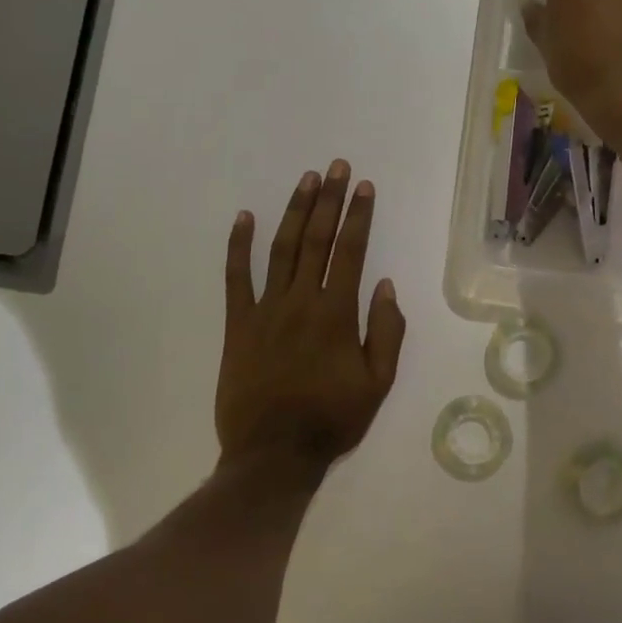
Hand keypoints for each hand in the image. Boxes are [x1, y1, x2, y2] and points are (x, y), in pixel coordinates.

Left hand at [216, 160, 406, 469]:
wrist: (272, 455)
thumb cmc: (332, 420)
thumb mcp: (378, 384)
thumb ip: (386, 332)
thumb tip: (385, 285)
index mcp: (337, 314)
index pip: (351, 252)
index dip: (359, 216)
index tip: (364, 187)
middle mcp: (301, 301)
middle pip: (318, 239)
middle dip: (330, 200)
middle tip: (337, 167)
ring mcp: (266, 309)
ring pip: (282, 248)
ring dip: (295, 211)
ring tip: (307, 180)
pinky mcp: (237, 324)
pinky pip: (235, 278)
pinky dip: (238, 246)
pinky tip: (244, 217)